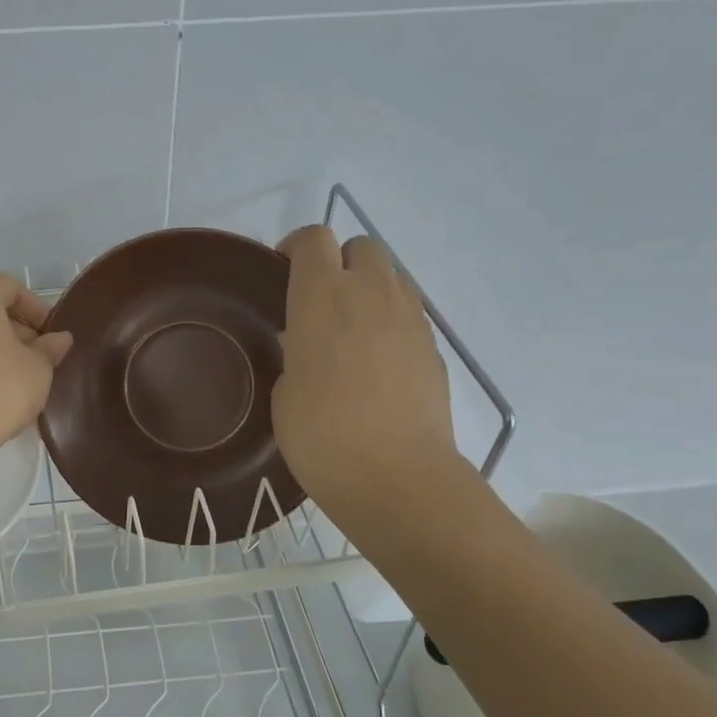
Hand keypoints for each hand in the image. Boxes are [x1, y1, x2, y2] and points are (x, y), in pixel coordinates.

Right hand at [272, 226, 461, 511]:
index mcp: (323, 297)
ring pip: (391, 277)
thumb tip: (306, 342)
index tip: (282, 275)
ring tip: (349, 332)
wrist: (396, 478)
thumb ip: (295, 351)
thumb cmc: (321, 435)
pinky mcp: (434, 347)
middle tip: (320, 302)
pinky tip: (375, 363)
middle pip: (362, 246)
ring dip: (368, 289)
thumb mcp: (284, 390)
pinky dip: (390, 322)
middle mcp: (371, 293)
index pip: (313, 239)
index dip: (295, 249)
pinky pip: (409, 314)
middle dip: (339, 262)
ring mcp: (410, 318)